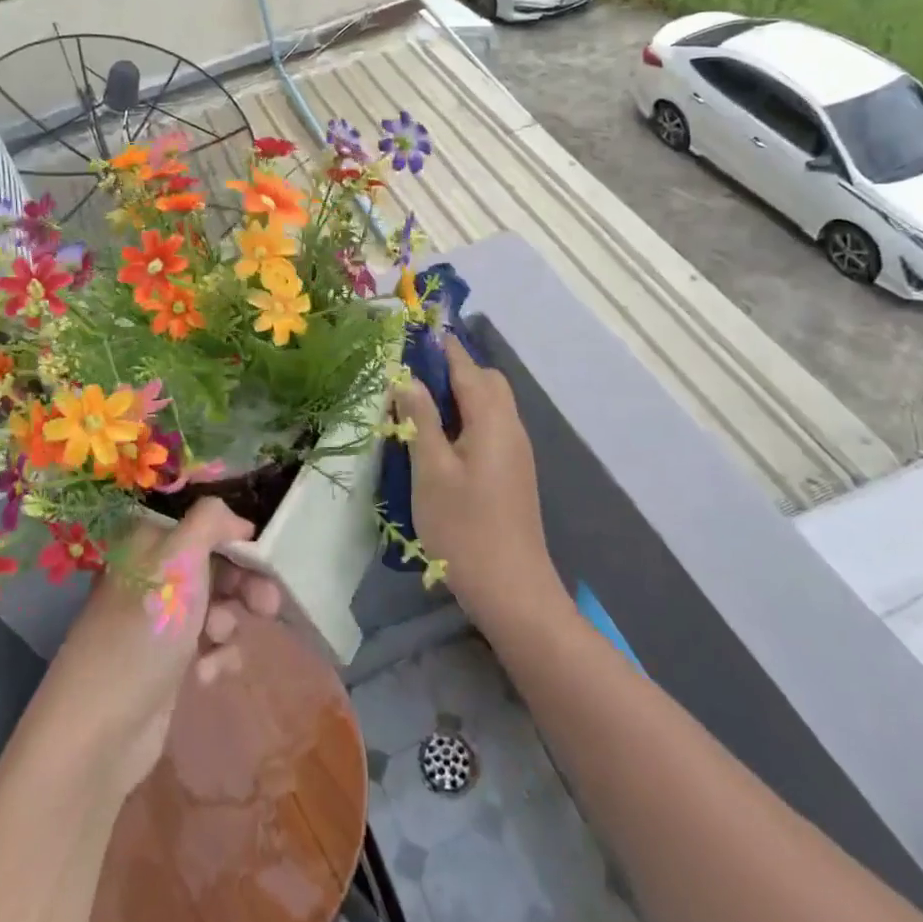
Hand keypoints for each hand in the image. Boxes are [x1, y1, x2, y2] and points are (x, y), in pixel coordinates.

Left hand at [33, 498, 283, 797]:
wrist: (99, 729)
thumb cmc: (144, 628)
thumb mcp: (179, 558)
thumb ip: (211, 521)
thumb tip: (237, 519)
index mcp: (147, 542)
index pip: (202, 525)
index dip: (235, 537)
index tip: (263, 555)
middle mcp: (152, 575)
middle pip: (215, 566)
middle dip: (244, 585)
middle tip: (269, 604)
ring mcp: (159, 621)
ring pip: (217, 607)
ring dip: (227, 623)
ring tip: (216, 642)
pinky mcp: (168, 664)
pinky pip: (209, 647)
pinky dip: (216, 657)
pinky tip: (205, 675)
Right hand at [397, 335, 555, 619]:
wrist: (512, 591)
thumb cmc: (464, 528)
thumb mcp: (431, 470)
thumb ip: (420, 419)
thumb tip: (407, 377)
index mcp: (492, 419)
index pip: (467, 366)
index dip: (440, 345)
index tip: (412, 330)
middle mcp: (510, 427)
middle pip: (485, 381)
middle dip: (451, 368)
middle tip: (411, 377)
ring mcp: (515, 451)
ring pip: (488, 404)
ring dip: (457, 394)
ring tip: (417, 405)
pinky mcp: (512, 472)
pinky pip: (489, 427)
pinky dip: (465, 418)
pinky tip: (438, 439)